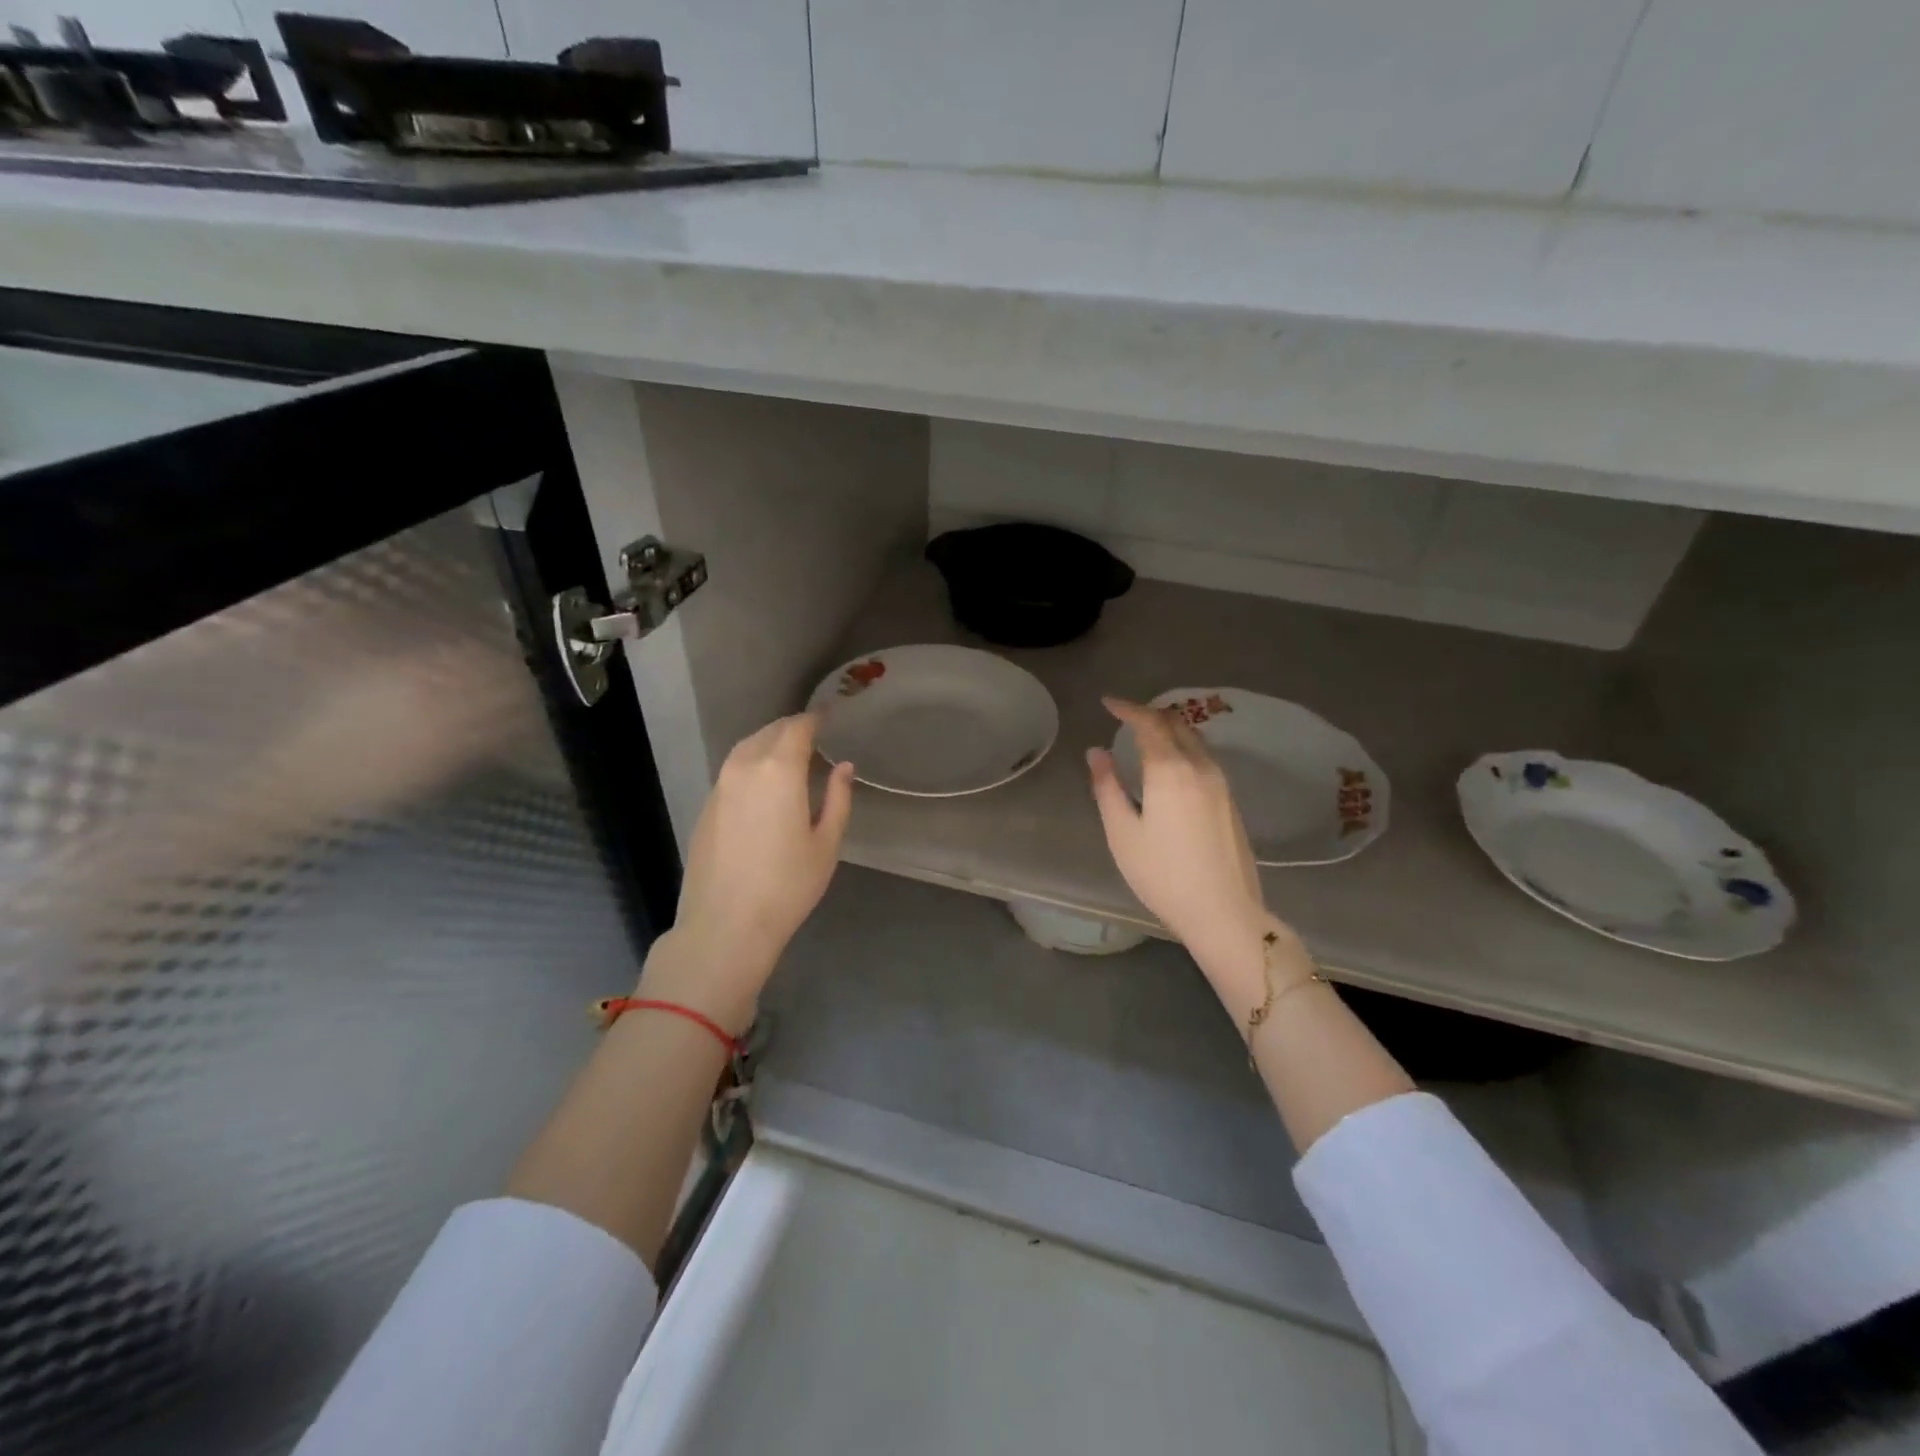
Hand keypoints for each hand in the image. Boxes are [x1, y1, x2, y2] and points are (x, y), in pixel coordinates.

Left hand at [641, 713, 854, 1029]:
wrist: (725, 924)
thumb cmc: (787, 885)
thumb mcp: (826, 843)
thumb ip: (838, 798)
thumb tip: (842, 766)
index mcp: (779, 770)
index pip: (798, 727)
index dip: (815, 718)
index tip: (829, 714)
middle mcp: (745, 767)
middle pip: (769, 732)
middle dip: (792, 727)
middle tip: (814, 734)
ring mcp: (720, 786)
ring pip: (747, 748)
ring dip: (769, 743)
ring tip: (790, 754)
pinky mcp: (707, 807)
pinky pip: (733, 770)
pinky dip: (752, 764)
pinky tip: (764, 784)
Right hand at [1086, 697, 1283, 973]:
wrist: (1224, 911)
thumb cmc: (1163, 875)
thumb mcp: (1122, 833)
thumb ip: (1107, 787)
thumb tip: (1097, 752)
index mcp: (1170, 771)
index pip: (1149, 723)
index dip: (1127, 708)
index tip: (1107, 703)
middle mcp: (1200, 767)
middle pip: (1176, 724)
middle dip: (1148, 713)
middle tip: (1124, 716)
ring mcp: (1220, 782)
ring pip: (1194, 739)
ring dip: (1169, 729)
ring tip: (1145, 736)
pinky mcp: (1230, 799)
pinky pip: (1204, 757)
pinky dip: (1183, 747)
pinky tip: (1170, 764)